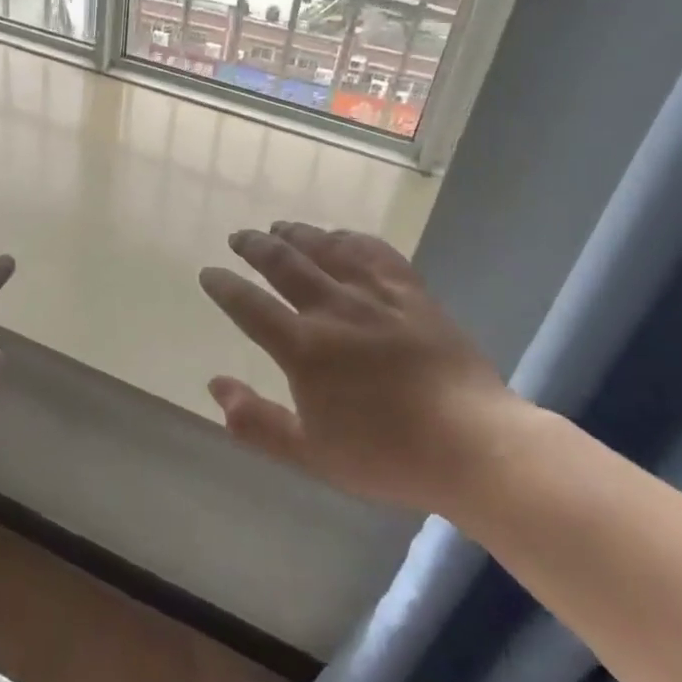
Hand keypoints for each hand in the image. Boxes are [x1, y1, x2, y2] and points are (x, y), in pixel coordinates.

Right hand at [198, 221, 536, 512]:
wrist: (473, 445)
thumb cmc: (386, 455)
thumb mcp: (309, 454)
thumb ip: (255, 422)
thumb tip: (215, 385)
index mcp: (304, 348)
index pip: (249, 306)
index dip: (224, 286)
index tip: (209, 273)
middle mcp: (334, 310)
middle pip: (284, 263)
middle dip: (255, 246)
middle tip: (238, 237)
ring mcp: (375, 296)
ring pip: (326, 249)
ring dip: (298, 234)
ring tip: (280, 226)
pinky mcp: (412, 293)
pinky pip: (375, 252)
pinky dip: (350, 238)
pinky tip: (341, 236)